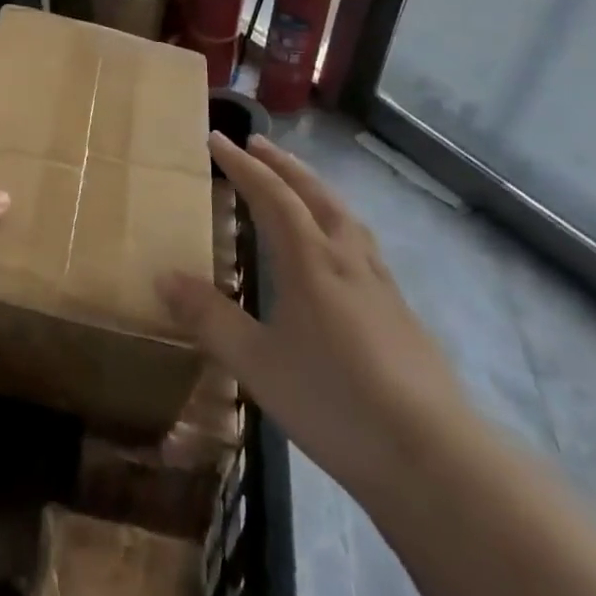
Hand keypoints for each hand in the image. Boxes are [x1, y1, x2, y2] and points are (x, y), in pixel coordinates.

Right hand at [158, 133, 470, 502]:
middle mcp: (347, 259)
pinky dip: (340, 224)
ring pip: (345, 216)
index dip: (242, 166)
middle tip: (257, 144)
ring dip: (316, 189)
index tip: (217, 139)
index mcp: (310, 261)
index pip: (272, 196)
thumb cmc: (333, 401)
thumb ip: (209, 318)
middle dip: (283, 165)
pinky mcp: (400, 311)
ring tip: (299, 184)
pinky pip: (362, 245)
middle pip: (315, 194)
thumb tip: (163, 276)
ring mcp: (380, 284)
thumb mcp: (256, 363)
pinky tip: (340, 252)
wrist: (432, 456)